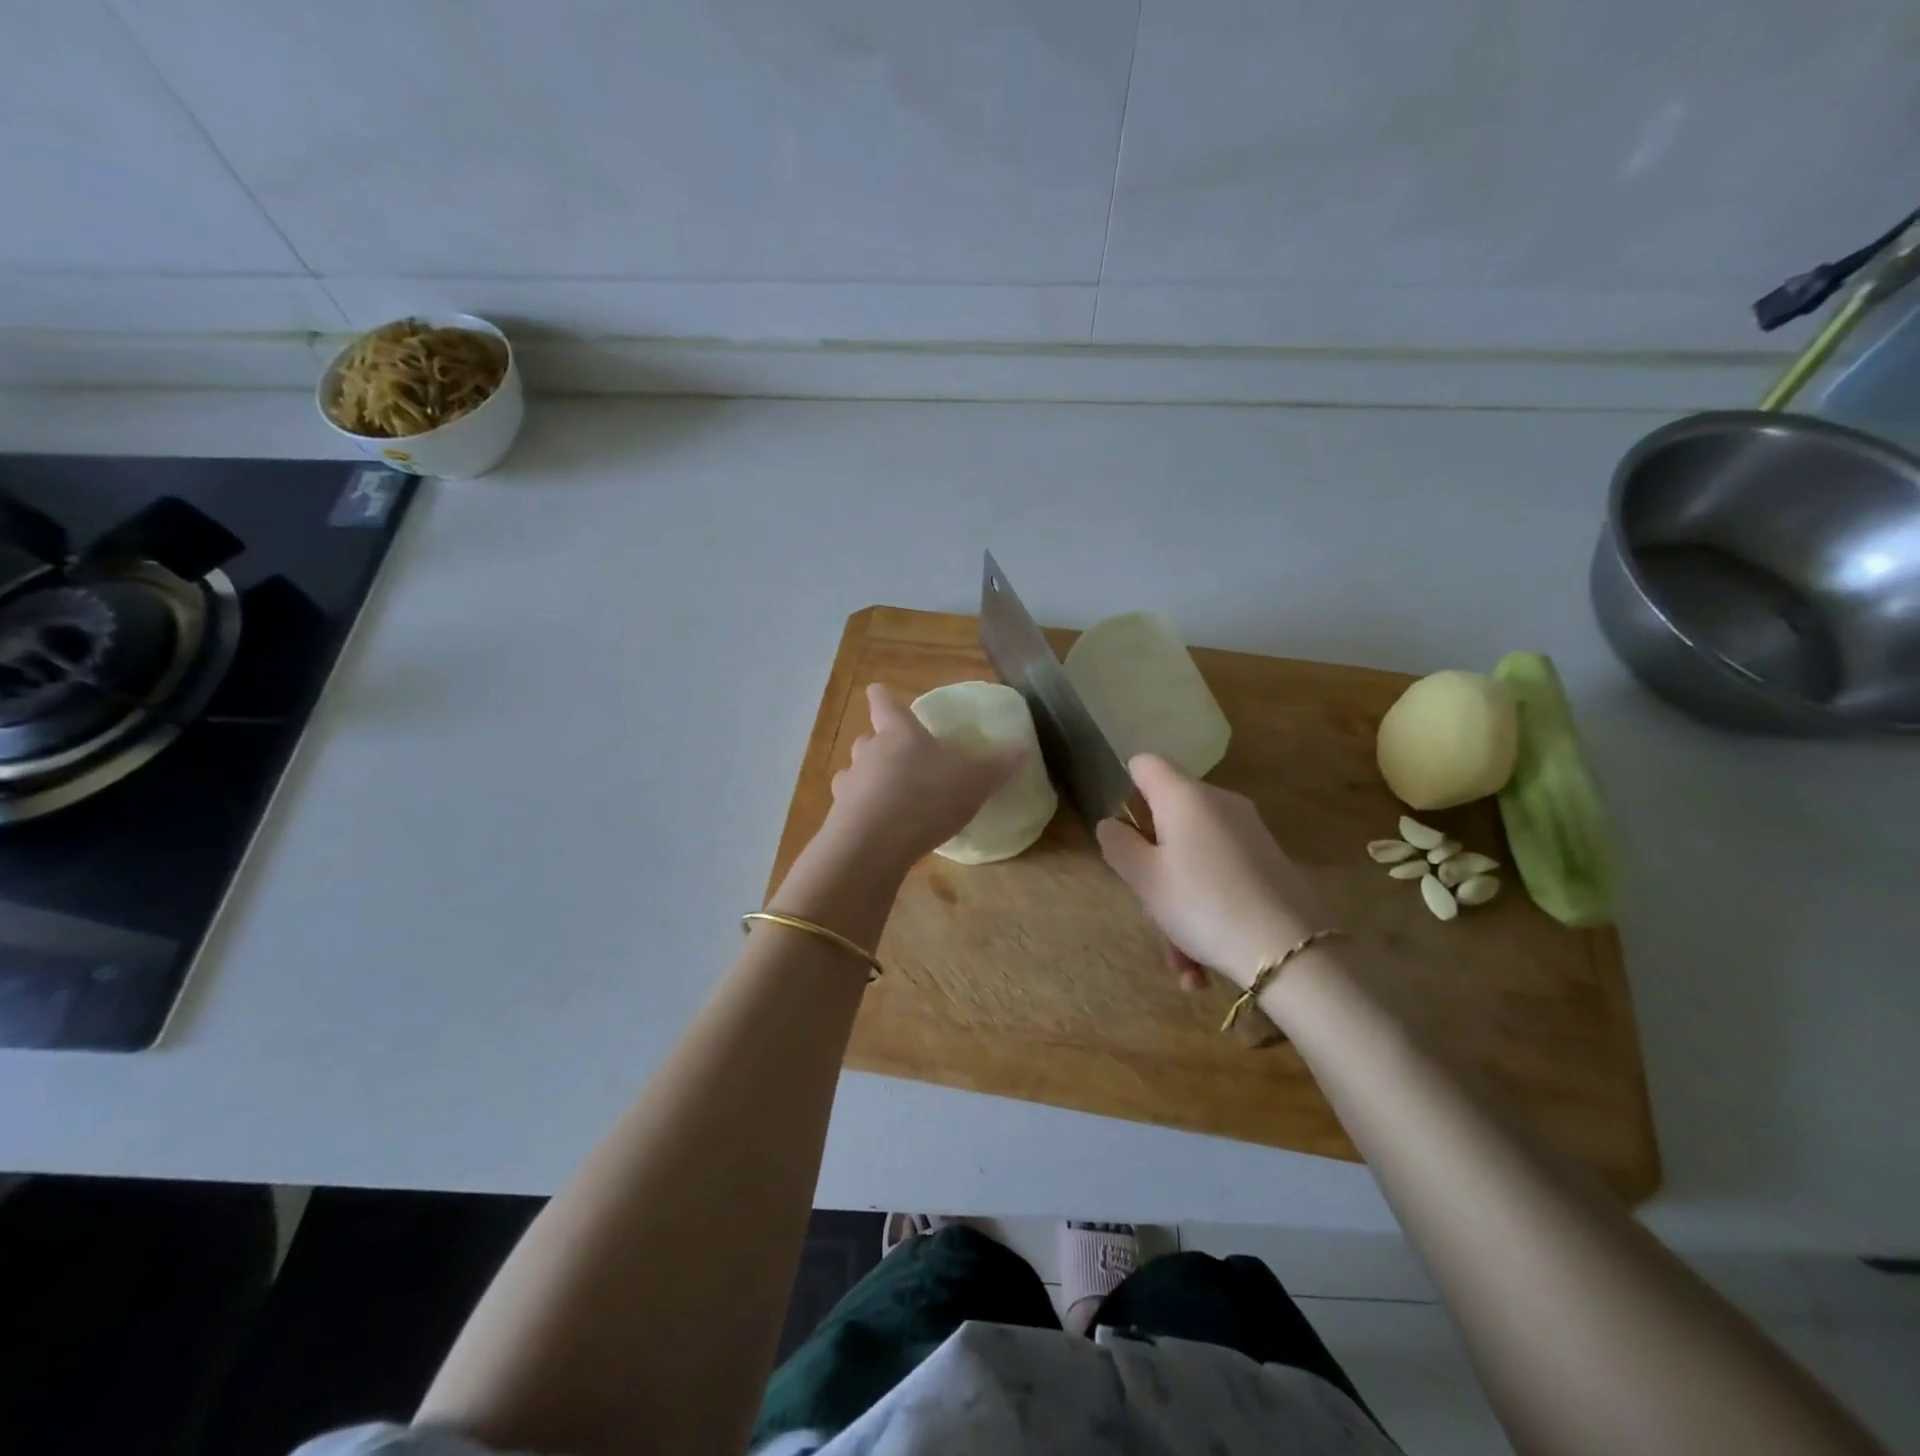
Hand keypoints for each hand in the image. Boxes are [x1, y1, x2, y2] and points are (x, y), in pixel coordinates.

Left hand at [819, 684, 1023, 873]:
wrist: (874, 843)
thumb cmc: (927, 796)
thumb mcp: (975, 780)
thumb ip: (998, 764)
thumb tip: (1022, 747)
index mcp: (899, 733)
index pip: (884, 703)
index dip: (883, 697)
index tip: (878, 692)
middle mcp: (869, 752)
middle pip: (867, 738)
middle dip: (879, 744)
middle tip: (899, 756)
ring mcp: (850, 784)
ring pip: (854, 773)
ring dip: (867, 780)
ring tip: (888, 795)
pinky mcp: (840, 818)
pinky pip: (850, 808)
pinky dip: (861, 812)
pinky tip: (879, 827)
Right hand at [1096, 754, 1330, 990]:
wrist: (1292, 952)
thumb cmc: (1203, 904)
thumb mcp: (1144, 879)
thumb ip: (1118, 844)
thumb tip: (1113, 824)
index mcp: (1185, 796)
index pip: (1145, 764)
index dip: (1126, 790)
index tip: (1123, 835)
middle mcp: (1220, 803)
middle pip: (1168, 818)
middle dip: (1152, 865)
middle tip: (1149, 907)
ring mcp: (1249, 832)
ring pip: (1194, 858)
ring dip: (1179, 905)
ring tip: (1182, 962)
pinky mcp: (1269, 862)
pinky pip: (1222, 876)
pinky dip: (1207, 912)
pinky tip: (1203, 967)